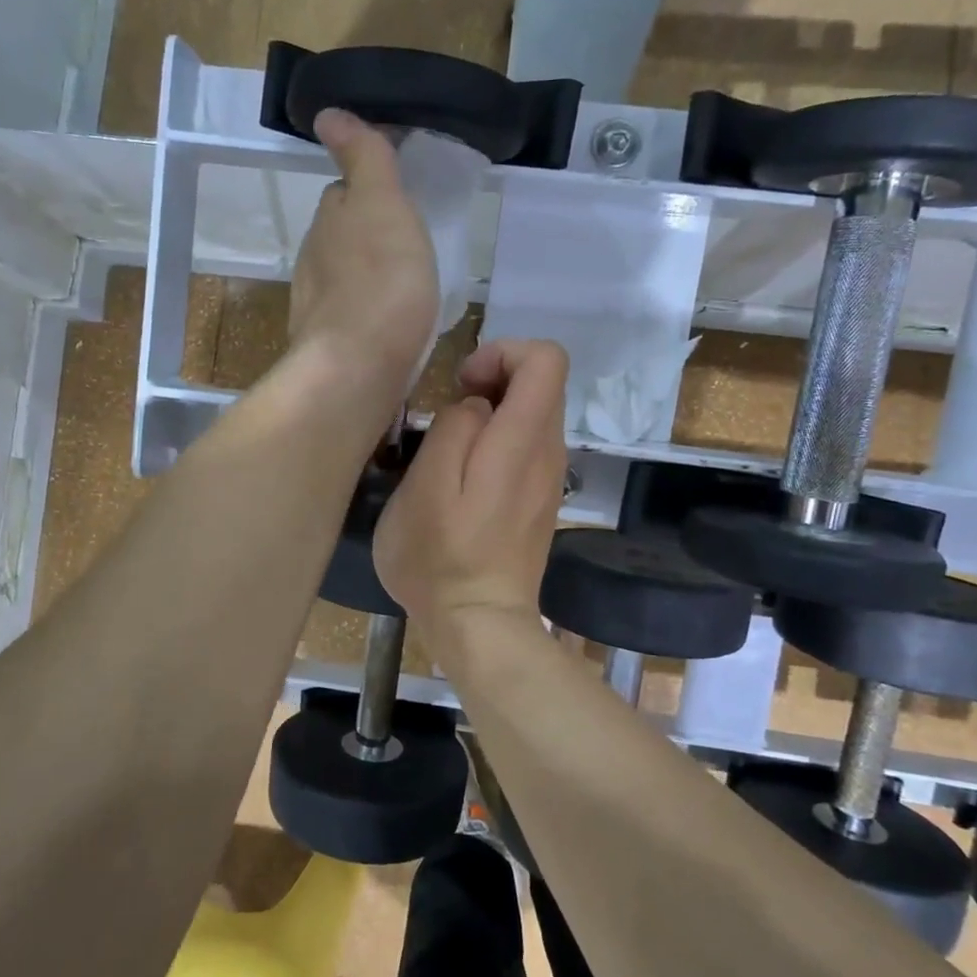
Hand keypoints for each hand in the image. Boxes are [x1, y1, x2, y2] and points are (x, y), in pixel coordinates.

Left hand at [288, 109, 439, 392]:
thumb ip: (362, 159)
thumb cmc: (381, 282)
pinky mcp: (328, 348)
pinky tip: (391, 328)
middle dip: (367, 237)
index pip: (343, 195)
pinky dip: (368, 315)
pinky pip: (351, 319)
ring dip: (367, 278)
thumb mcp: (381, 204)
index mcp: (328, 223)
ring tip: (405, 289)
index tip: (399, 202)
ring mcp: (317, 309)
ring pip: (344, 280)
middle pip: (341, 238)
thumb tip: (327, 114)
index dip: (369, 193)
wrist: (358, 368)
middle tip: (408, 246)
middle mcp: (313, 262)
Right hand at [374, 339, 569, 639]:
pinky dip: (498, 440)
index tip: (462, 384)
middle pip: (541, 382)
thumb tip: (475, 407)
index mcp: (524, 441)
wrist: (479, 624)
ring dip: (493, 411)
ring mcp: (548, 478)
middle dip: (494, 378)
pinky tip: (464, 476)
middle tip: (448, 411)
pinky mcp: (539, 499)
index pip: (546, 358)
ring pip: (533, 414)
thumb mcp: (426, 486)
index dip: (503, 352)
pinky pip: (527, 446)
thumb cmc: (441, 558)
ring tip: (450, 446)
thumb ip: (455, 428)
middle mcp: (549, 452)